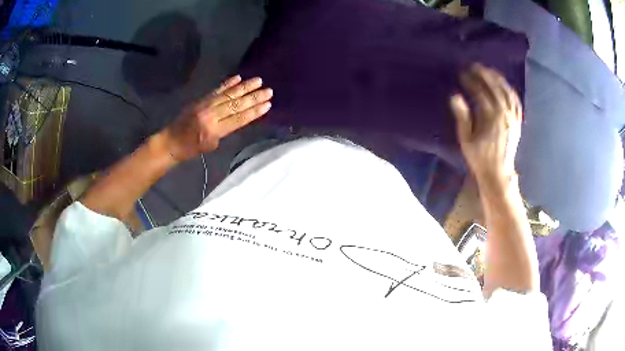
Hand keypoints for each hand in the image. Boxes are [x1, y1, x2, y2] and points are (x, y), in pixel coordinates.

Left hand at [163, 75, 272, 160]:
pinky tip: (238, 78)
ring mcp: (205, 104)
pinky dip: (227, 83)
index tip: (267, 105)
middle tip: (268, 91)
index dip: (254, 112)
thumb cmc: (190, 149)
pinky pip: (216, 90)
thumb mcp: (209, 146)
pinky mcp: (201, 99)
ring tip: (258, 81)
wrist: (170, 141)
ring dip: (244, 87)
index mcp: (213, 130)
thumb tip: (236, 118)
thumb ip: (222, 132)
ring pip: (228, 94)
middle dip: (253, 97)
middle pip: (236, 104)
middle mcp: (210, 115)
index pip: (238, 119)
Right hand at [450, 63, 522, 189]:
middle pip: (494, 87)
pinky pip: (516, 101)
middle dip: (483, 74)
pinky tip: (504, 84)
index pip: (480, 91)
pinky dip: (510, 90)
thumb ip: (462, 117)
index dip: (470, 81)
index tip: (461, 73)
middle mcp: (504, 114)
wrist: (498, 174)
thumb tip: (455, 96)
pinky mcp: (518, 121)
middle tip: (473, 65)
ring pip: (507, 91)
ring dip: (497, 78)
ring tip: (488, 70)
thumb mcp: (466, 140)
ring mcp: (513, 117)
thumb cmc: (480, 158)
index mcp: (490, 117)